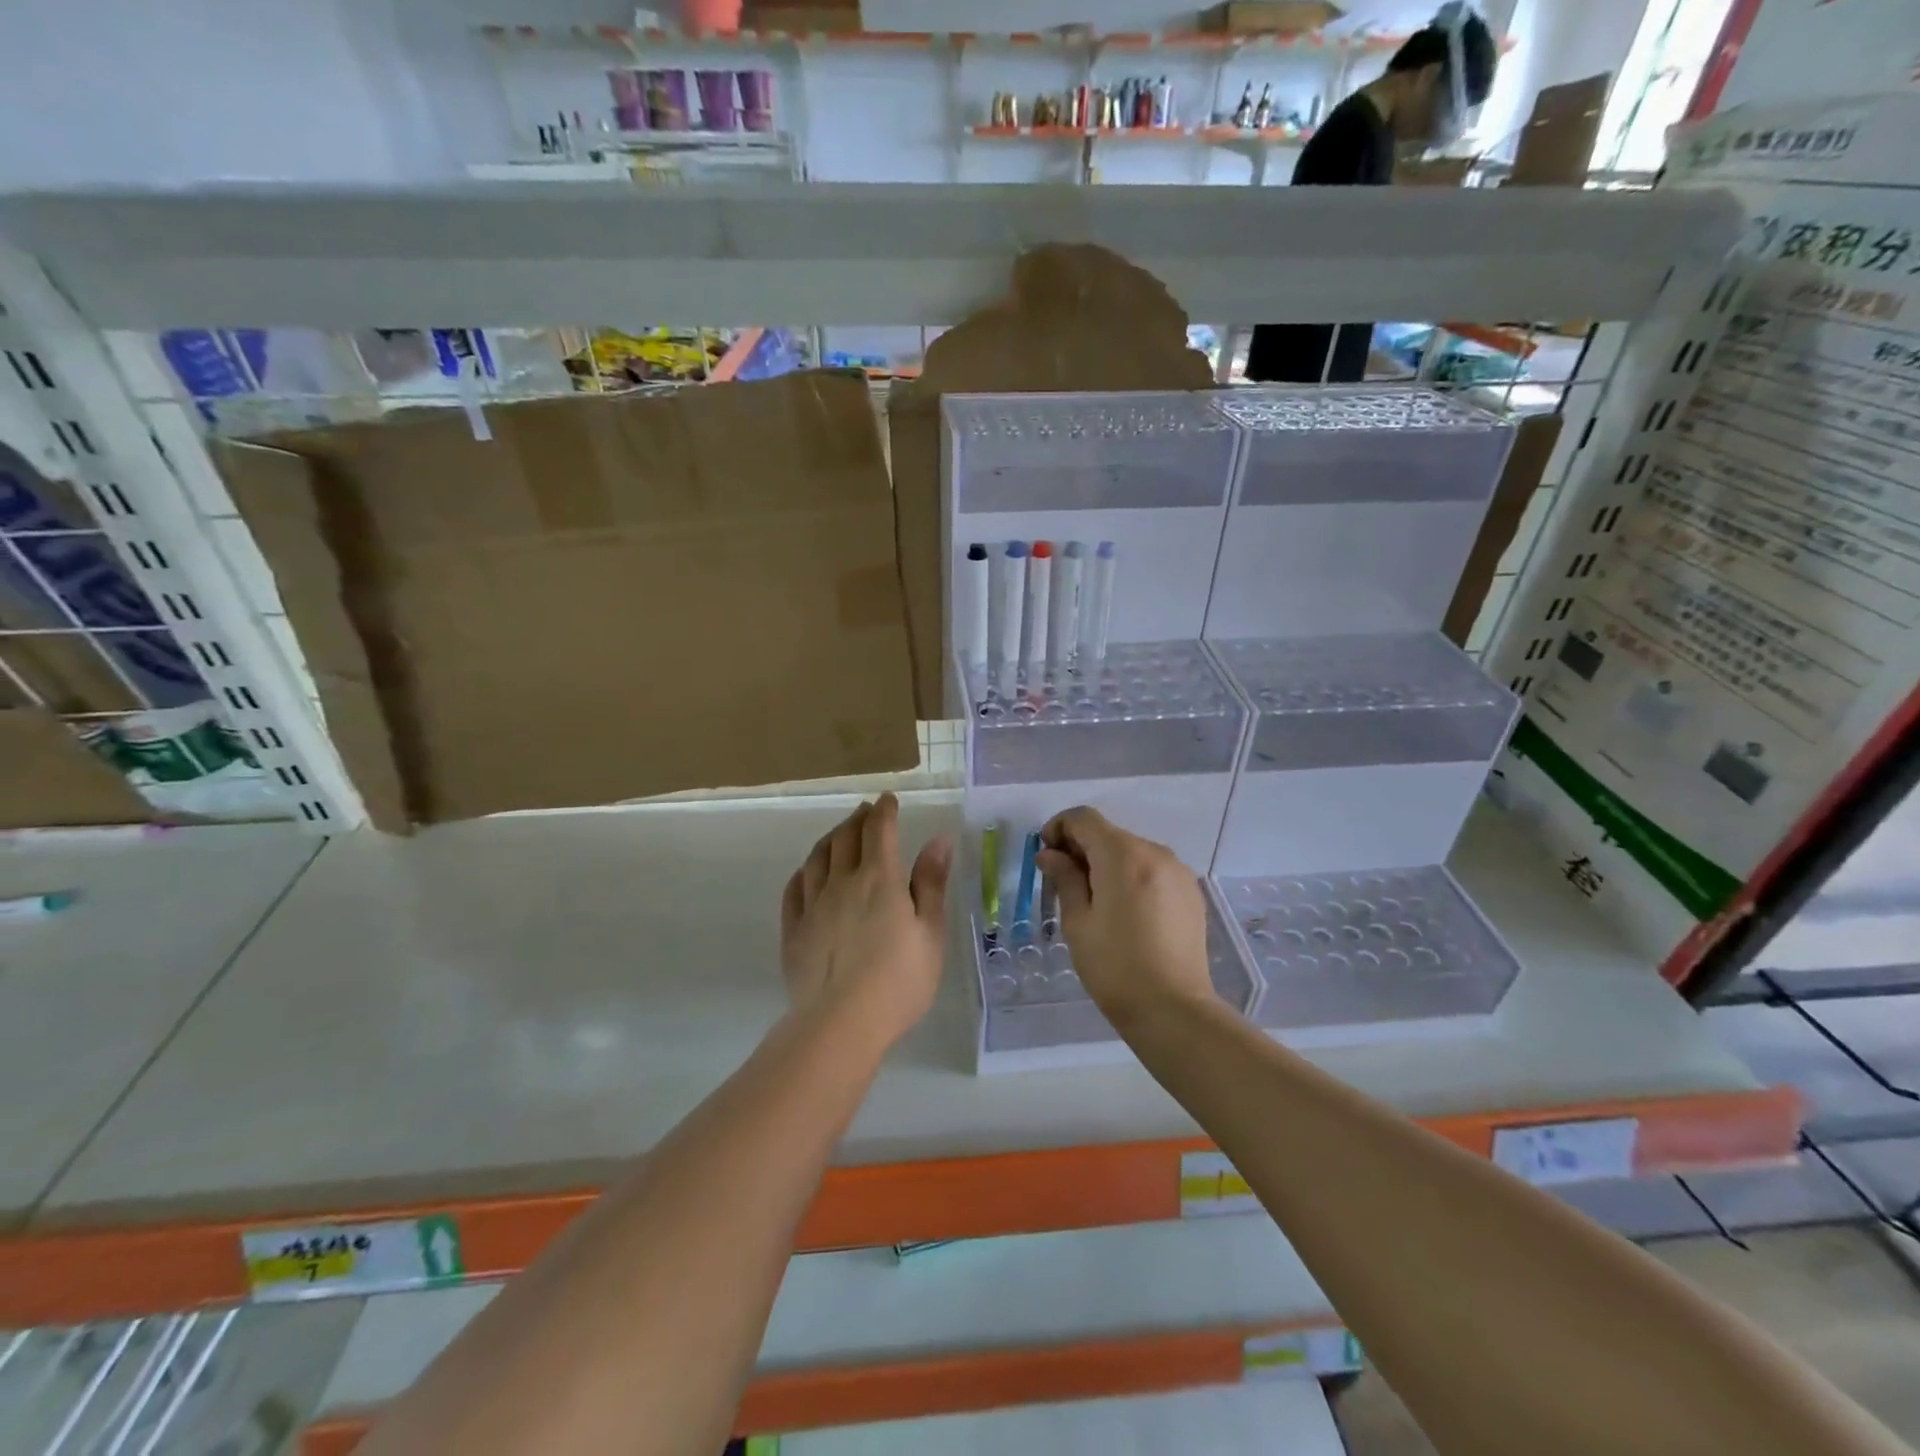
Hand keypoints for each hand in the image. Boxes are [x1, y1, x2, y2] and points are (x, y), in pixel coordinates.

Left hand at [781, 793, 951, 1050]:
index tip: (888, 799)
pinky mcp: (793, 931)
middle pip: (845, 838)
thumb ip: (931, 884)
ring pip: (817, 858)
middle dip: (857, 818)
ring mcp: (813, 905)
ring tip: (839, 834)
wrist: (841, 1023)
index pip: (879, 830)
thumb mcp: (930, 932)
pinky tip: (807, 872)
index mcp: (880, 880)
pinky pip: (794, 889)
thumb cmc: (899, 980)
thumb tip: (937, 840)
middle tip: (866, 811)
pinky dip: (804, 871)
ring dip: (830, 838)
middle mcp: (842, 883)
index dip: (884, 811)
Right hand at [1037, 807, 1213, 1028]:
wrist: (1173, 1010)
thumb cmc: (1115, 967)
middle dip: (1081, 848)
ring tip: (1094, 901)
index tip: (1046, 856)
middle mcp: (1154, 852)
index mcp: (1123, 856)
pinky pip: (1152, 869)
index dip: (1059, 828)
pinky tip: (1124, 912)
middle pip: (1109, 833)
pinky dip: (1131, 876)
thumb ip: (1064, 879)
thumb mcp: (1078, 922)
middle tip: (1062, 882)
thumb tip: (1050, 854)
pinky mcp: (1190, 892)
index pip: (1084, 818)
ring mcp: (1178, 871)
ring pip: (1131, 851)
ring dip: (1106, 863)